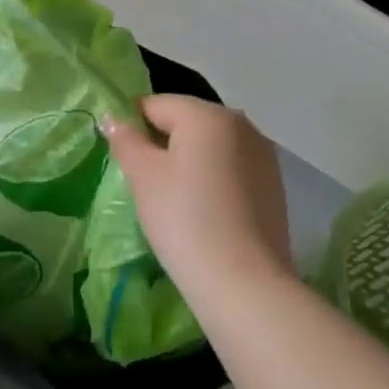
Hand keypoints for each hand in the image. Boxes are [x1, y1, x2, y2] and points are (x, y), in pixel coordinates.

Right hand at [102, 96, 290, 293]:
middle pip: (186, 122)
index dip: (132, 126)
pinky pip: (230, 169)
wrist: (243, 283)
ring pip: (210, 146)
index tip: (121, 158)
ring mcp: (263, 156)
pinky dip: (212, 180)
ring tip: (173, 199)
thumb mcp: (143, 176)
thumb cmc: (184, 218)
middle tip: (143, 181)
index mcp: (208, 114)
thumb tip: (114, 119)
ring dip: (188, 162)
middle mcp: (242, 124)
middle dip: (162, 143)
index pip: (155, 105)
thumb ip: (125, 140)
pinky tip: (203, 211)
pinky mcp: (274, 186)